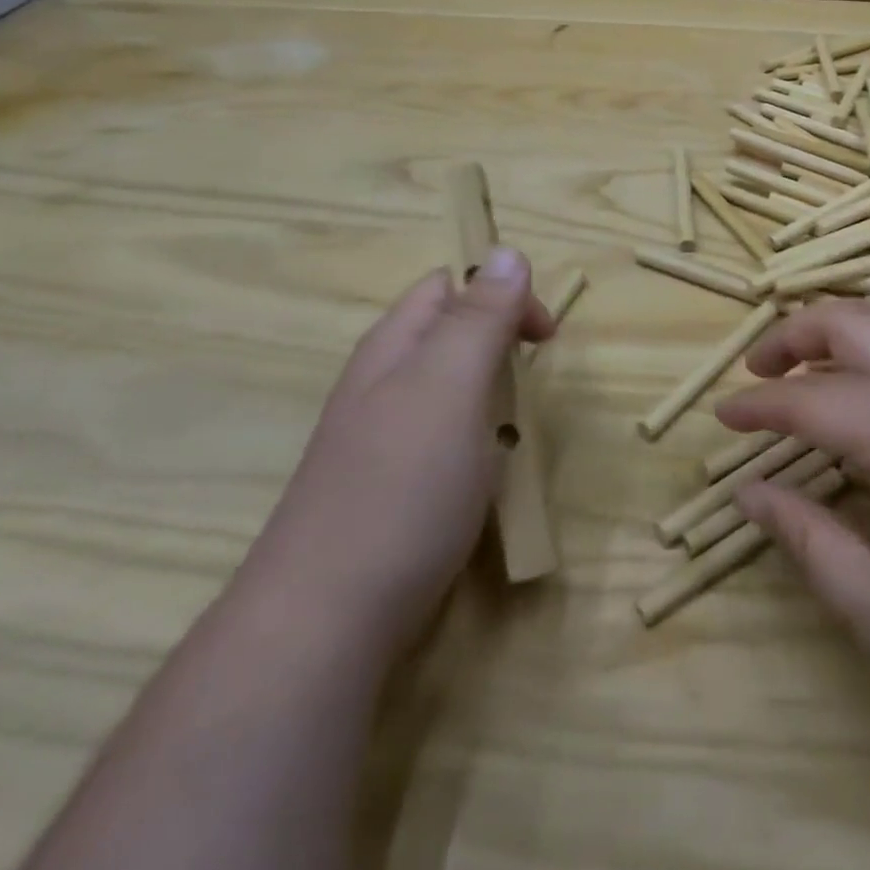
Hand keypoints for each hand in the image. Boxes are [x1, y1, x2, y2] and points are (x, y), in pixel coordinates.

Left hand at [244, 250, 553, 648]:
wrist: (326, 619)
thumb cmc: (401, 485)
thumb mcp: (450, 385)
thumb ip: (481, 317)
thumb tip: (507, 251)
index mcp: (394, 346)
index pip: (449, 286)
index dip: (502, 295)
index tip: (543, 339)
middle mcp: (381, 383)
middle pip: (447, 335)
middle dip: (497, 345)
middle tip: (529, 385)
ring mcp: (378, 439)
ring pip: (447, 390)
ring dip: (488, 397)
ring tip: (511, 433)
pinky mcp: (386, 488)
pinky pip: (440, 440)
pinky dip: (472, 443)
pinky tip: (480, 478)